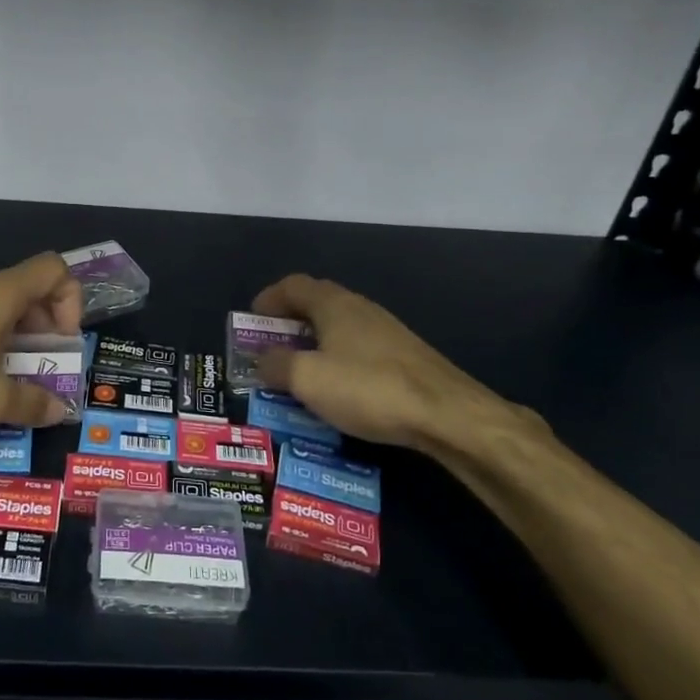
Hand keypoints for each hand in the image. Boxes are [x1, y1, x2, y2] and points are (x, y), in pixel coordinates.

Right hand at [252, 274, 548, 462]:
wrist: (447, 414)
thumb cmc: (368, 388)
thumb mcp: (307, 380)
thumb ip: (276, 365)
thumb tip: (262, 359)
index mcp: (333, 304)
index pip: (292, 285)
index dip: (268, 298)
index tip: (252, 319)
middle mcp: (359, 308)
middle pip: (316, 303)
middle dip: (289, 322)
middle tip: (271, 346)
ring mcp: (386, 331)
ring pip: (339, 327)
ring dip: (315, 342)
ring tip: (301, 371)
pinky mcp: (405, 355)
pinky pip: (359, 348)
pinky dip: (338, 359)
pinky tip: (339, 388)